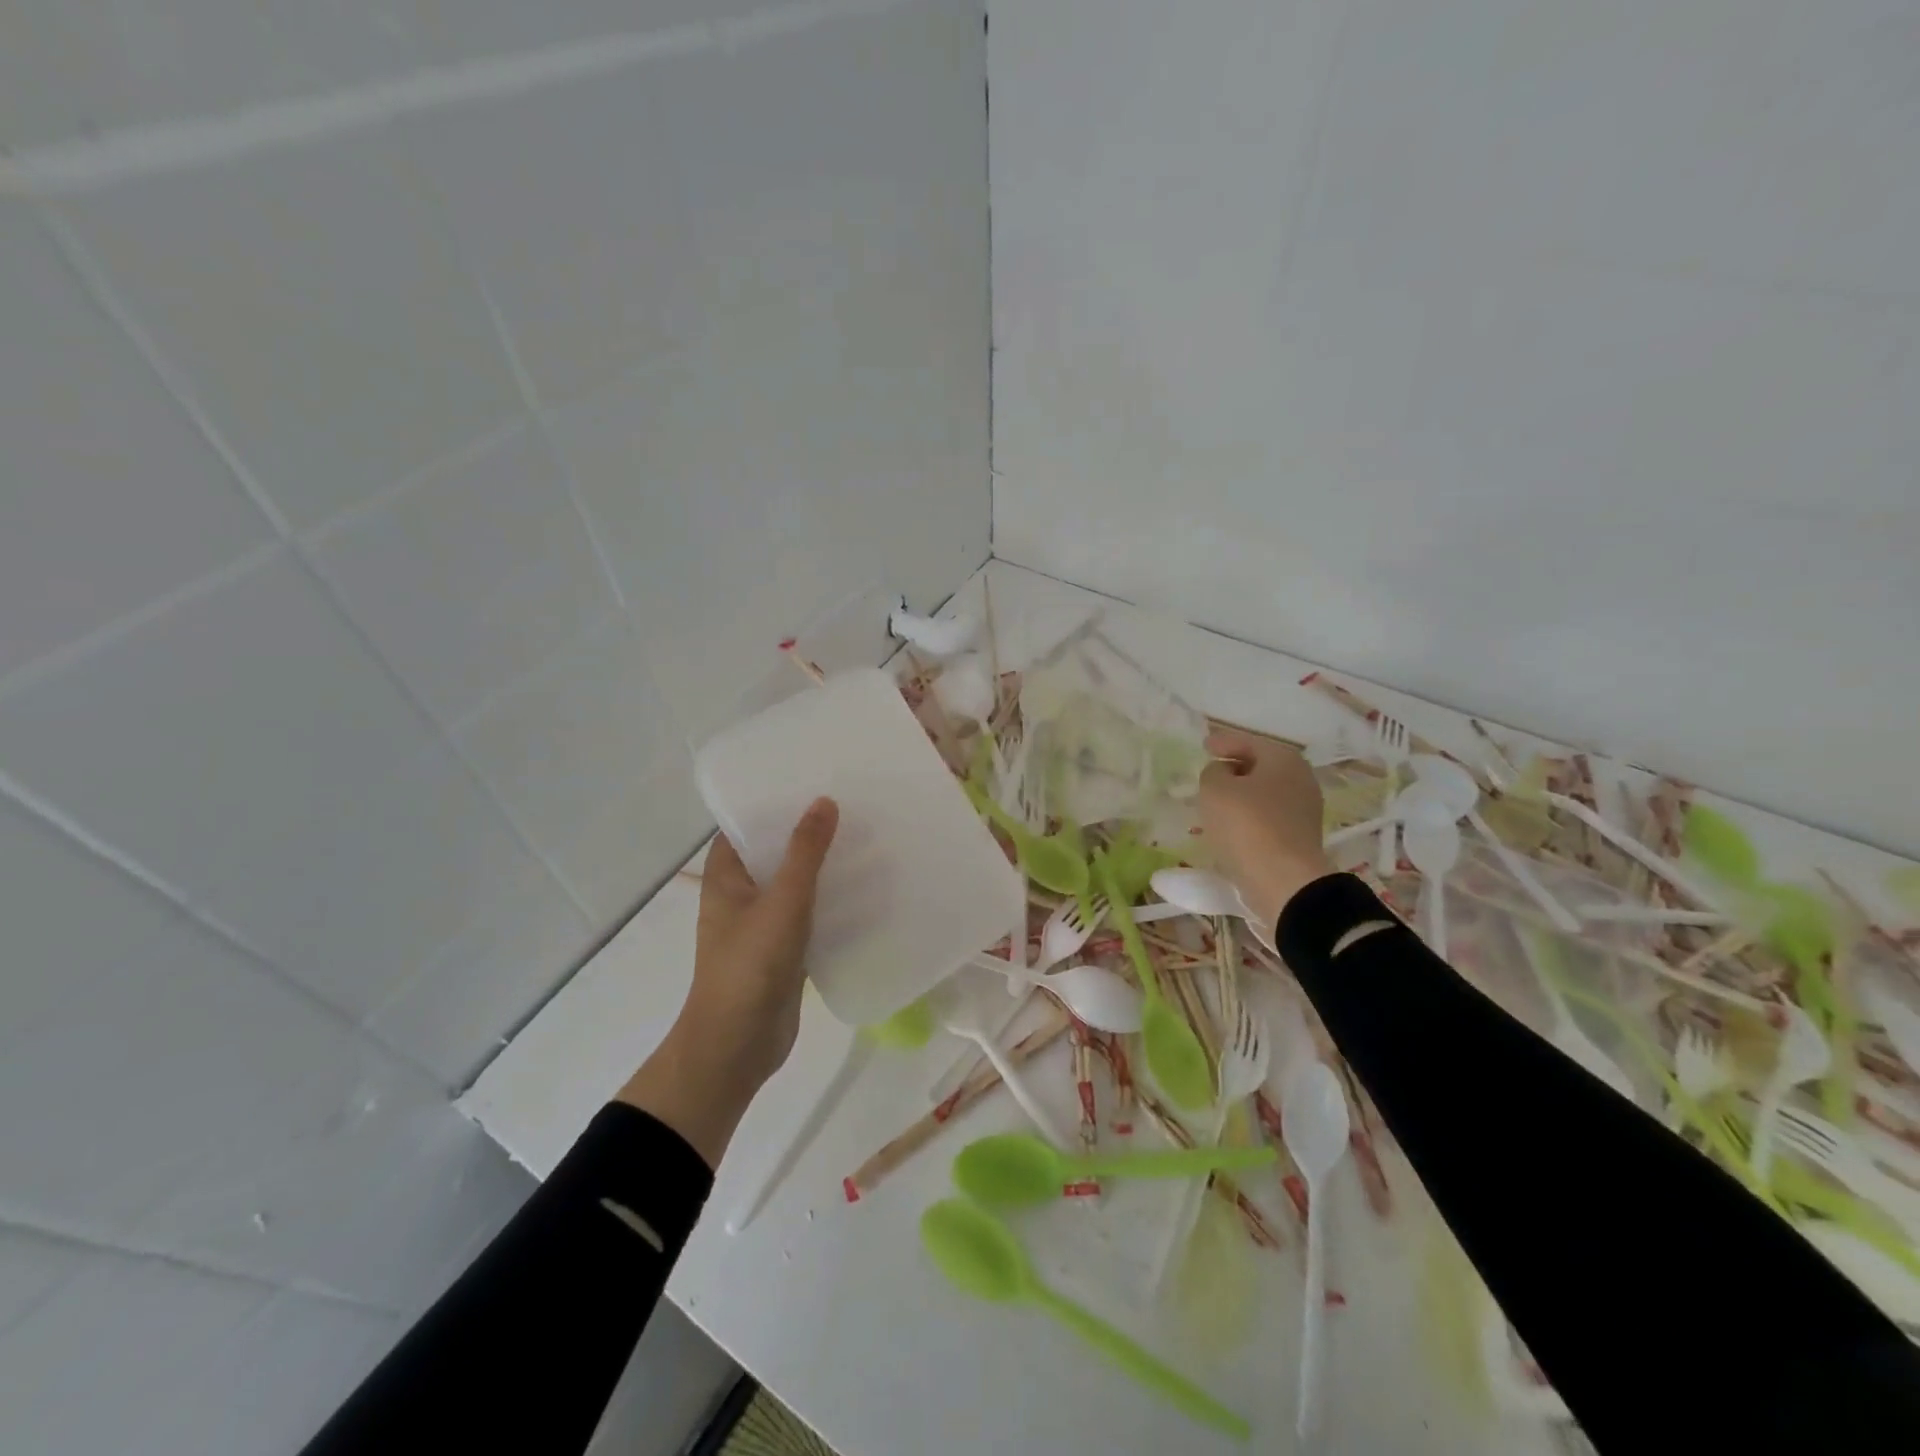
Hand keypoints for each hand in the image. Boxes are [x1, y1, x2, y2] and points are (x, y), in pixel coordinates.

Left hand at [618, 798, 838, 1165]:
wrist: (736, 1047)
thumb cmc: (750, 966)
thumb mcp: (782, 901)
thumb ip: (805, 852)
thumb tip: (824, 801)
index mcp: (725, 876)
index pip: (745, 824)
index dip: (774, 802)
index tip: (812, 781)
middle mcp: (740, 894)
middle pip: (774, 852)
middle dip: (807, 832)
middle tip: (851, 805)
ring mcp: (761, 924)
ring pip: (794, 884)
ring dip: (822, 866)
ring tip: (865, 839)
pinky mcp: (783, 950)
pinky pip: (808, 914)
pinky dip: (830, 901)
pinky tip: (866, 889)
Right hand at [1198, 728, 1334, 931]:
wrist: (1284, 881)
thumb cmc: (1247, 825)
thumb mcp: (1215, 789)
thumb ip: (1213, 772)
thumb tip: (1223, 773)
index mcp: (1283, 759)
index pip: (1248, 742)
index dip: (1223, 742)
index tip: (1204, 746)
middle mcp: (1300, 778)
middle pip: (1260, 766)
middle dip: (1235, 768)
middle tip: (1210, 773)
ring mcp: (1304, 809)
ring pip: (1264, 793)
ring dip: (1241, 795)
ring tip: (1216, 802)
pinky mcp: (1300, 837)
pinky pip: (1268, 816)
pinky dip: (1250, 816)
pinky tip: (1231, 825)